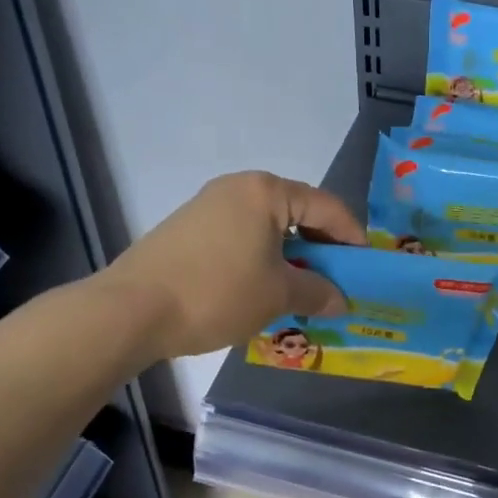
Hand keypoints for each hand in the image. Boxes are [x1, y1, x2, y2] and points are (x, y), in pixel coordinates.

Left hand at [98, 171, 365, 358]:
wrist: (131, 309)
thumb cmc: (218, 292)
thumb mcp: (278, 295)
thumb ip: (318, 292)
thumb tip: (342, 300)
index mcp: (267, 192)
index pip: (326, 206)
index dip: (352, 236)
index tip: (365, 266)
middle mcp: (238, 188)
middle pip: (296, 212)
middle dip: (320, 248)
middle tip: (335, 280)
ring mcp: (208, 206)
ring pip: (266, 227)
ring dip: (290, 256)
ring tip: (300, 289)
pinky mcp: (187, 229)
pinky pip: (240, 237)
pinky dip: (260, 259)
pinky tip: (261, 289)